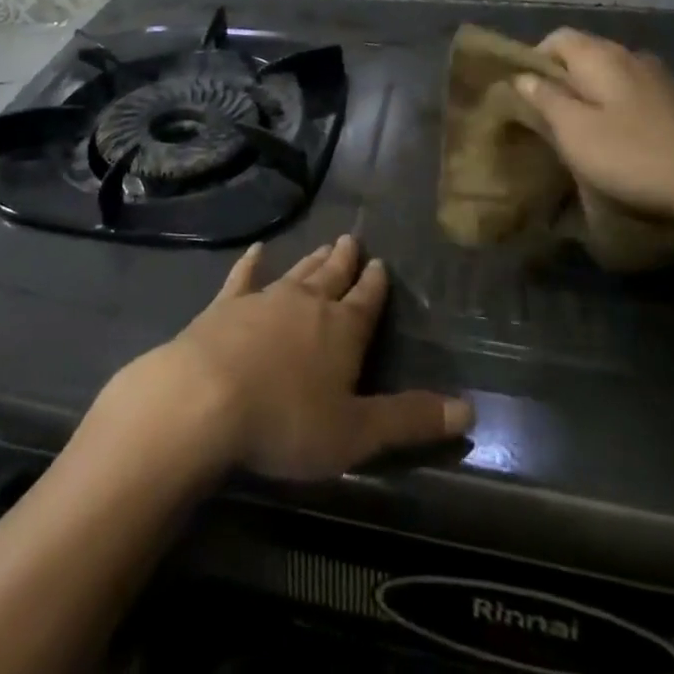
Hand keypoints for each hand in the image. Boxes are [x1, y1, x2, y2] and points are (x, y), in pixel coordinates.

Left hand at [106, 235, 472, 481]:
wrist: (205, 398)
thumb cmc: (286, 422)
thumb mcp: (355, 433)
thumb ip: (409, 420)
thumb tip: (468, 408)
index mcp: (342, 331)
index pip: (366, 301)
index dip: (376, 285)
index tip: (381, 264)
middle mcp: (307, 304)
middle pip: (332, 277)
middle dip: (345, 261)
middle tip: (352, 240)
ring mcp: (264, 299)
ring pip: (297, 273)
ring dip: (311, 261)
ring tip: (323, 245)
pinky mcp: (226, 305)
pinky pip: (244, 277)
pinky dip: (252, 263)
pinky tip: (256, 250)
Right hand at [514, 29, 673, 232]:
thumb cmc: (637, 157)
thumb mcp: (576, 133)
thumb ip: (546, 100)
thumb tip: (523, 77)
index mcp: (601, 56)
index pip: (557, 37)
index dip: (534, 60)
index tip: (526, 95)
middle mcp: (632, 56)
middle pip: (585, 57)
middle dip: (564, 83)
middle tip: (551, 121)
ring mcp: (663, 80)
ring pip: (612, 79)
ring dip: (593, 100)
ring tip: (585, 136)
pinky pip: (637, 98)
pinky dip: (621, 113)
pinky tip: (624, 146)